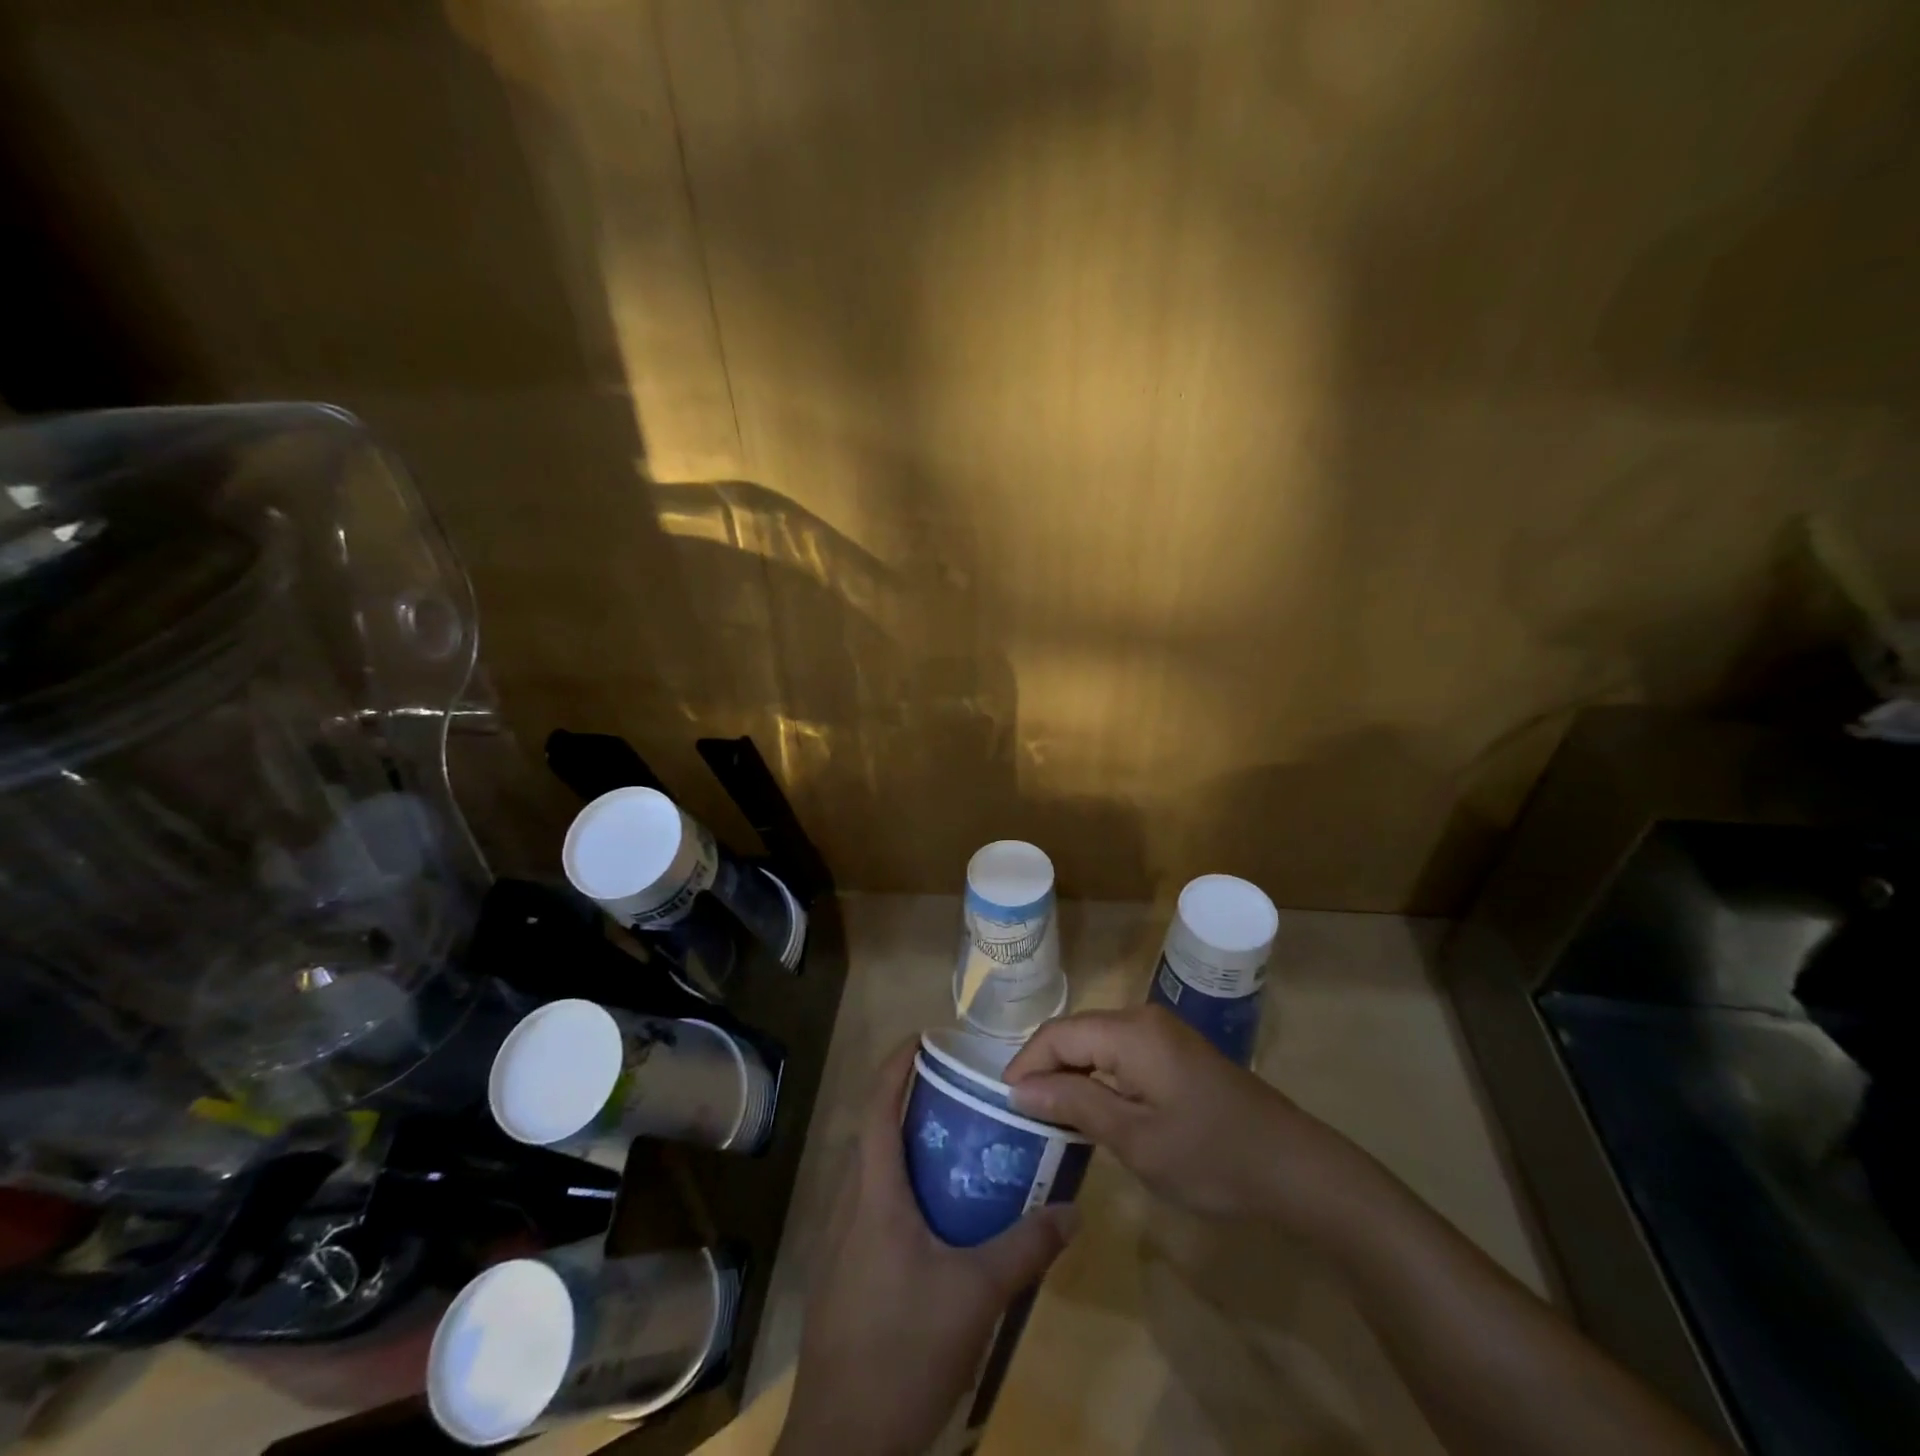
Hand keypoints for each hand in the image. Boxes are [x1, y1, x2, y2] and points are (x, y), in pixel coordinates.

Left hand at [775, 1043, 1077, 1455]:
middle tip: (954, 1093)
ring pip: (869, 1176)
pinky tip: (934, 1221)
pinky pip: (868, 1211)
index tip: (920, 1038)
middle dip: (906, 1105)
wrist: (843, 1444)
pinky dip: (897, 1192)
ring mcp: (839, 1246)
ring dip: (902, 1150)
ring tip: (952, 1148)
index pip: (877, 1109)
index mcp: (874, 1196)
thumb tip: (1072, 1210)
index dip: (894, 1067)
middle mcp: (849, 1209)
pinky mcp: (840, 1278)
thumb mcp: (976, 1296)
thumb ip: (1025, 1248)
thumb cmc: (904, 1350)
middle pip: (872, 1136)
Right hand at [1005, 1006, 1374, 1231]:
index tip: (1003, 1104)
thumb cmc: (1211, 1156)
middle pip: (1076, 1033)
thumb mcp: (1135, 1138)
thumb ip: (1075, 1103)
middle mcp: (1143, 1018)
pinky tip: (1093, 1108)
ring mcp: (1164, 1033)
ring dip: (1071, 1073)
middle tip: (1021, 1113)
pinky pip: (1121, 1053)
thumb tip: (1019, 1088)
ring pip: (1098, 1043)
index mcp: (1131, 1031)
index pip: (1058, 1034)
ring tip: (1048, 1113)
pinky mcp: (1177, 1052)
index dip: (1025, 1064)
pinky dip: (1099, 1077)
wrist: (1295, 1168)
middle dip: (1045, 1068)